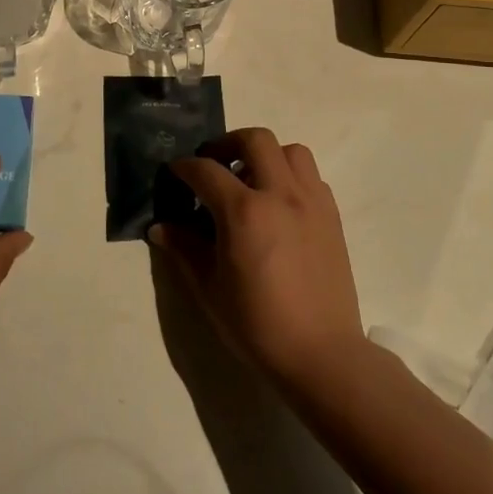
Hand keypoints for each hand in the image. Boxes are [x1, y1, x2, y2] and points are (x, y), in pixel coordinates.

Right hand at [150, 128, 366, 390]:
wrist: (320, 353)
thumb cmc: (257, 324)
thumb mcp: (209, 288)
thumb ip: (184, 249)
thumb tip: (160, 227)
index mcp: (244, 212)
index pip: (206, 171)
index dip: (184, 167)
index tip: (174, 173)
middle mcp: (280, 195)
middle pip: (255, 140)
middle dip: (227, 144)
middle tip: (213, 165)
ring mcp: (311, 202)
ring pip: (291, 151)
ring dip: (266, 155)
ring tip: (251, 180)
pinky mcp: (332, 216)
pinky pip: (311, 177)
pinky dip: (291, 177)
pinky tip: (278, 205)